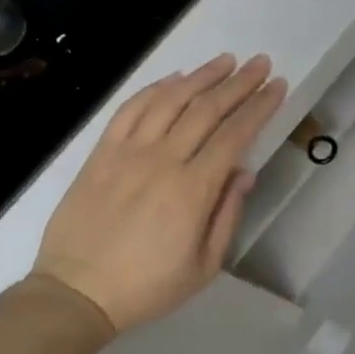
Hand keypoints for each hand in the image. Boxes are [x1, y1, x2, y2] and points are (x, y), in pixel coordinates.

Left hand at [33, 54, 286, 333]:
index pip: (235, 135)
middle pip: (207, 109)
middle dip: (239, 83)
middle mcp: (163, 160)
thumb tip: (245, 172)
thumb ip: (228, 215)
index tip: (278, 86)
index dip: (260, 107)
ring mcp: (128, 152)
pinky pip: (131, 109)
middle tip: (260, 63)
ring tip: (225, 60)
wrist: (77, 292)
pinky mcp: (102, 153)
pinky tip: (175, 79)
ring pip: (170, 100)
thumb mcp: (204, 266)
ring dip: (201, 76)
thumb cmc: (147, 286)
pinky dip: (155, 89)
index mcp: (193, 190)